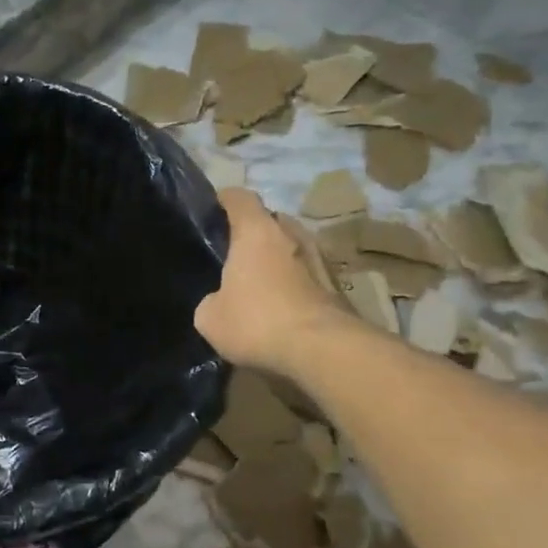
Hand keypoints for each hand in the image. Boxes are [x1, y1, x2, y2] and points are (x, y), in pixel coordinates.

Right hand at [195, 188, 343, 374]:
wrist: (322, 350)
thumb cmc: (257, 322)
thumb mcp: (210, 318)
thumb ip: (211, 299)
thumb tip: (218, 301)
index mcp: (256, 231)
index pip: (238, 197)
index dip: (223, 202)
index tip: (211, 214)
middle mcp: (291, 233)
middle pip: (269, 220)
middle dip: (253, 233)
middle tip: (234, 256)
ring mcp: (319, 257)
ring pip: (291, 247)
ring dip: (277, 259)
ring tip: (259, 283)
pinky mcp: (337, 284)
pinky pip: (306, 274)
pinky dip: (294, 283)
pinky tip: (281, 306)